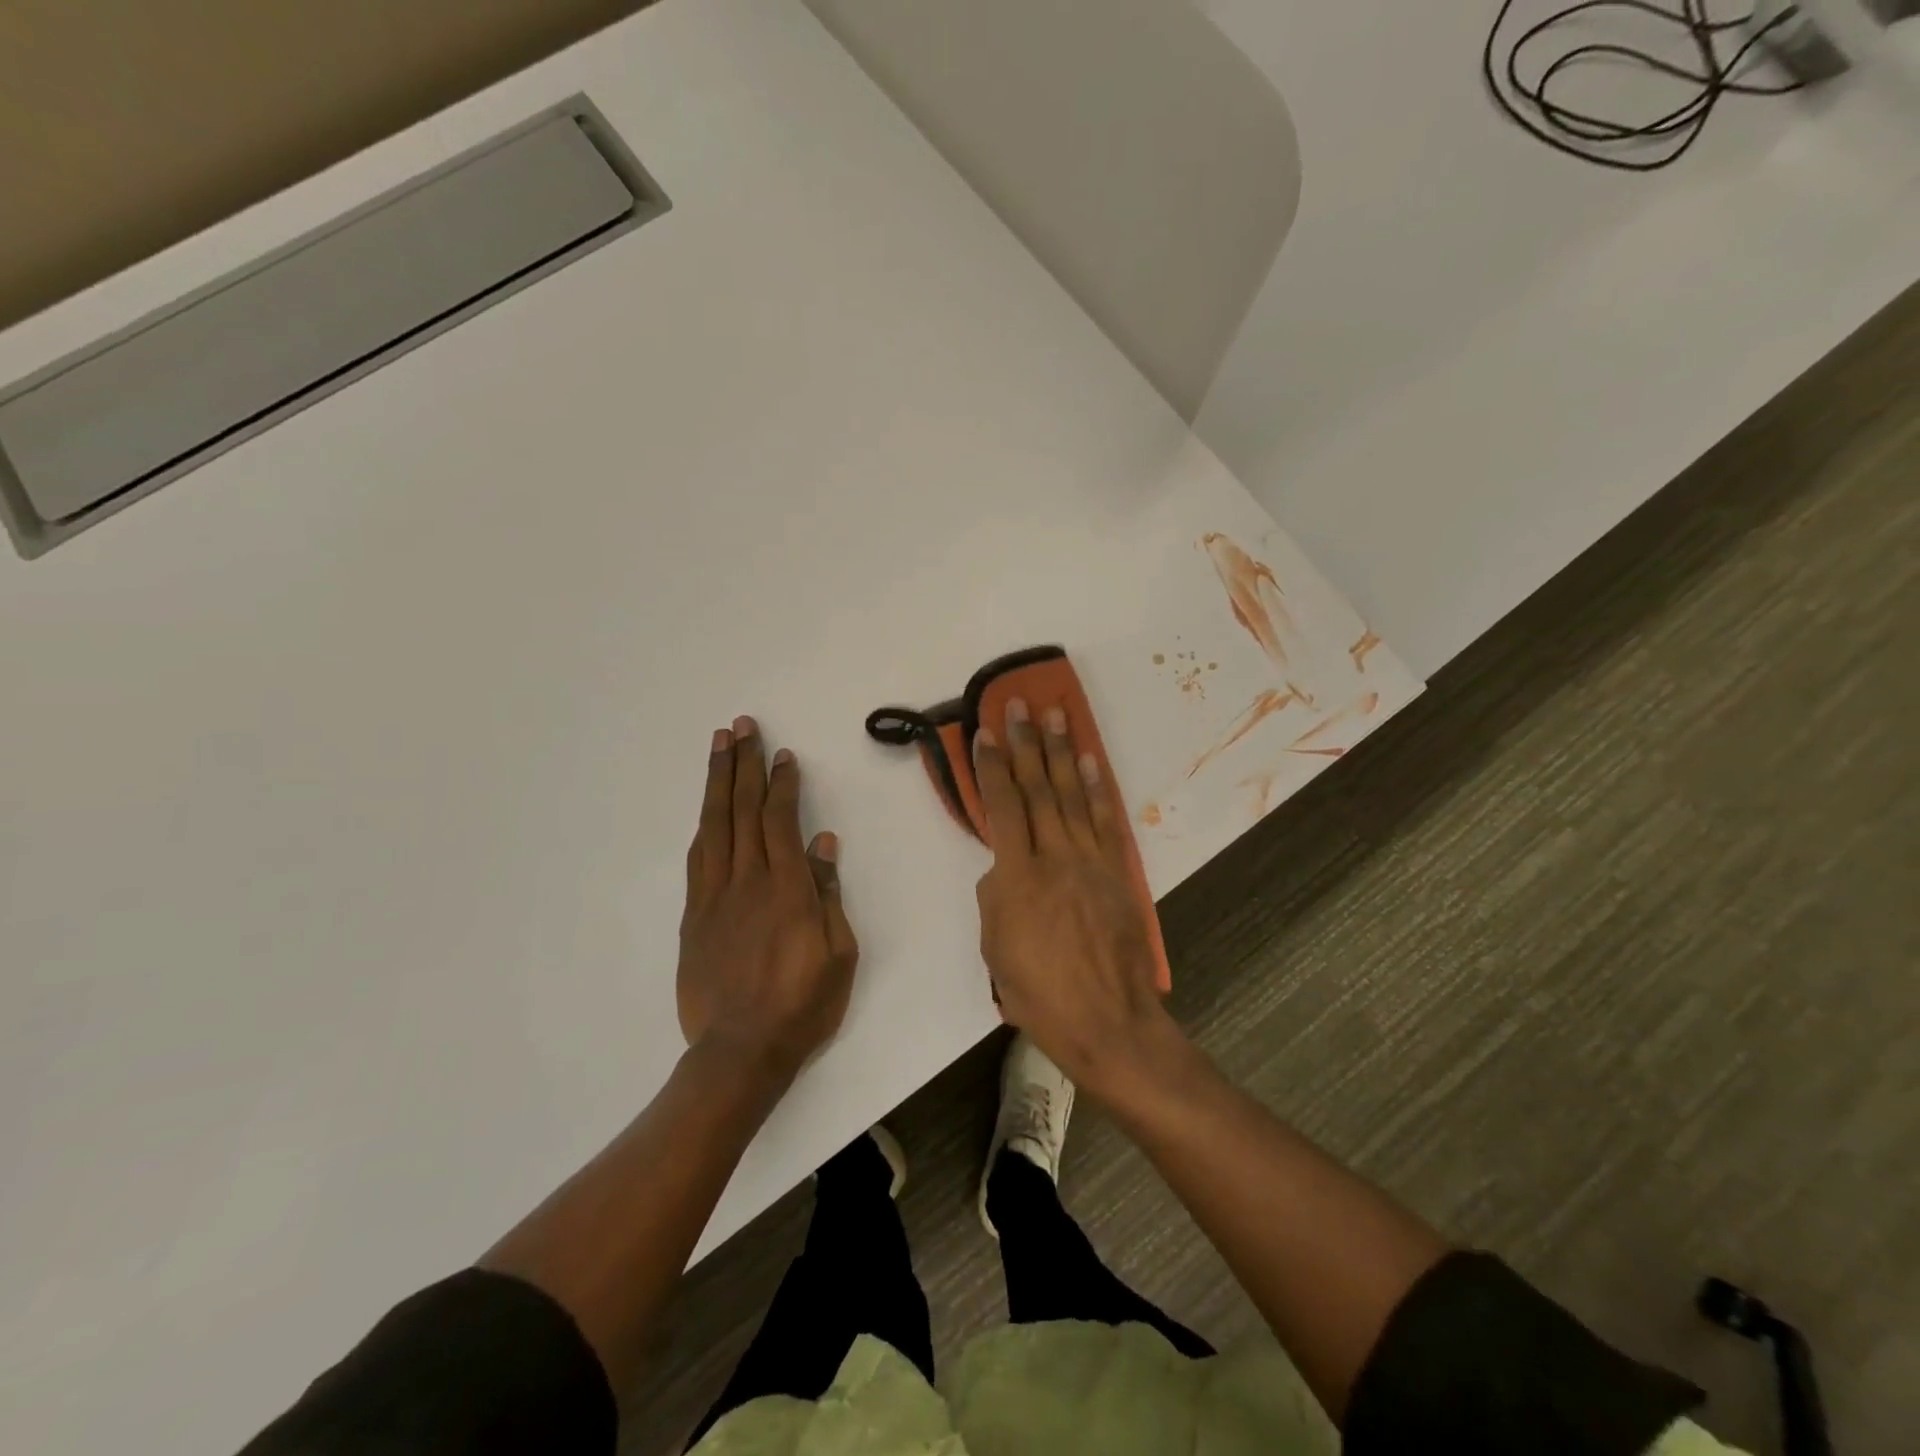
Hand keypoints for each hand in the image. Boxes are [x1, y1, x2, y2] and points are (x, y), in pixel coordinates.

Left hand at [678, 716, 858, 1080]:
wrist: (740, 1052)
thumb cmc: (803, 1004)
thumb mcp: (838, 952)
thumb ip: (827, 893)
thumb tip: (823, 843)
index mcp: (786, 889)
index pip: (781, 820)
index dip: (781, 784)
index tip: (783, 756)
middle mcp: (747, 881)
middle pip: (743, 810)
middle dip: (744, 765)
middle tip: (741, 727)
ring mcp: (715, 897)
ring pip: (714, 826)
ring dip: (717, 783)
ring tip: (719, 748)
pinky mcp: (695, 916)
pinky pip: (698, 858)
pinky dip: (704, 825)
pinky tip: (708, 809)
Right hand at [973, 698, 1179, 1095]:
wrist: (1108, 1020)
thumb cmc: (1040, 994)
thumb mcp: (996, 951)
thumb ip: (994, 901)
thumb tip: (1002, 871)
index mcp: (1017, 877)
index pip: (1002, 807)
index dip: (992, 767)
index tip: (985, 733)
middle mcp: (1054, 857)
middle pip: (1037, 789)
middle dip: (1025, 744)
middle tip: (1018, 705)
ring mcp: (1090, 861)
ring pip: (1071, 795)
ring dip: (1061, 752)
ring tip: (1055, 715)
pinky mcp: (1116, 871)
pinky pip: (1103, 820)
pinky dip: (1095, 787)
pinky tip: (1088, 762)